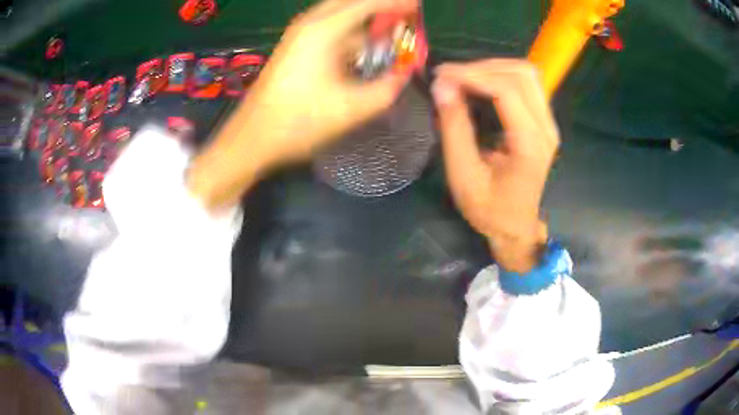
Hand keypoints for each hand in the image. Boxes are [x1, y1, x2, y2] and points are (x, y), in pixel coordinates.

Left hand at [188, 0, 416, 208]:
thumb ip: (388, 88)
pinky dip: (352, 30)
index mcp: (324, 30)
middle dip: (381, 6)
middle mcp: (310, 23)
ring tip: (393, 29)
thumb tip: (407, 73)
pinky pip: (331, 26)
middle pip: (353, 1)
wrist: (252, 138)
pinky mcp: (295, 45)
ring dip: (367, 18)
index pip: (369, 3)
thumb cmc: (299, 123)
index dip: (398, 3)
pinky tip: (365, 45)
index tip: (420, 7)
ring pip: (340, 12)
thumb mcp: (352, 109)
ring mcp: (299, 33)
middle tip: (407, 16)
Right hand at [432, 59, 558, 272]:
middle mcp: (546, 128)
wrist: (515, 226)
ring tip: (463, 78)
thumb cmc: (489, 208)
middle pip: (522, 73)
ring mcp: (548, 123)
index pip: (506, 90)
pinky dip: (501, 76)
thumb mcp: (464, 175)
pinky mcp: (543, 121)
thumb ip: (454, 128)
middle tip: (451, 77)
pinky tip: (480, 85)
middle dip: (482, 67)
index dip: (472, 75)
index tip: (441, 75)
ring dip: (493, 68)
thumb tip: (442, 86)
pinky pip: (526, 84)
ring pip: (527, 74)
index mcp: (530, 144)